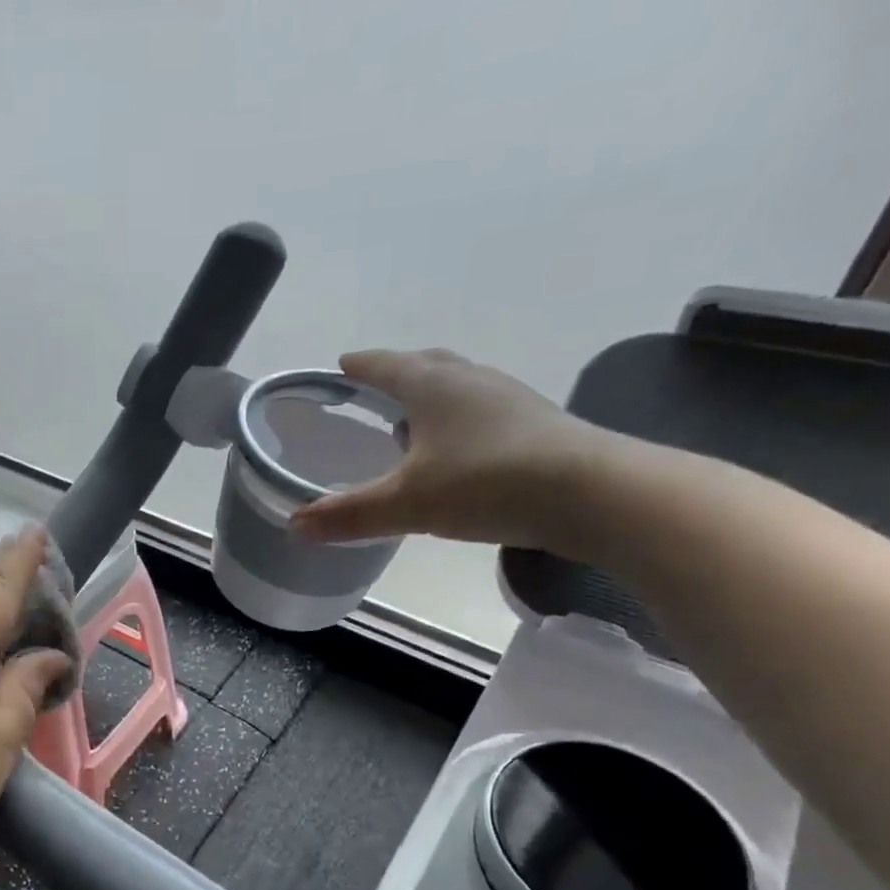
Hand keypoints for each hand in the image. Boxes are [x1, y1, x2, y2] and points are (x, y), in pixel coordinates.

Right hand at [290, 348, 617, 551]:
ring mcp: (511, 399)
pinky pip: (485, 410)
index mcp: (432, 386)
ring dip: (433, 395)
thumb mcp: (407, 504)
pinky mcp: (539, 424)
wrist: (596, 494)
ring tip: (414, 420)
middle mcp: (471, 381)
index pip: (385, 365)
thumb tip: (294, 526)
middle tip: (375, 386)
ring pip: (460, 385)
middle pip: (427, 364)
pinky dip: (462, 419)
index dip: (360, 365)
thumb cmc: (487, 484)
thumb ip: (349, 515)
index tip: (341, 364)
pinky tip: (460, 449)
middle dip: (397, 372)